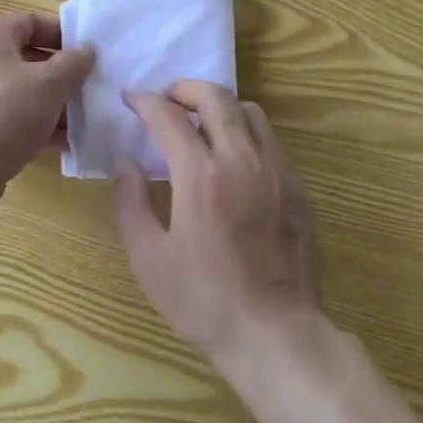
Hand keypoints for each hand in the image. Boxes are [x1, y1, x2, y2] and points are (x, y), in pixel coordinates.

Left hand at [0, 14, 94, 218]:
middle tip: (91, 85)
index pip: (30, 22)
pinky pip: (12, 121)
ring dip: (54, 104)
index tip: (89, 49)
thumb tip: (87, 50)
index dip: (61, 32)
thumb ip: (74, 63)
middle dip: (62, 73)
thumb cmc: (4, 114)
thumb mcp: (49, 84)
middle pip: (27, 59)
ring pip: (22, 93)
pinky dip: (37, 128)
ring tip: (85, 118)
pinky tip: (66, 144)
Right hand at [114, 81, 325, 373]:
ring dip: (220, 106)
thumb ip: (131, 204)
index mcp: (201, 175)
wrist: (276, 334)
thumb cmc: (205, 301)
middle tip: (167, 100)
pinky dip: (245, 130)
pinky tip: (234, 156)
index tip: (131, 99)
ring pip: (249, 110)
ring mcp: (275, 169)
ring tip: (202, 123)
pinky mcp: (296, 185)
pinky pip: (269, 138)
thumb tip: (126, 164)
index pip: (168, 117)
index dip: (146, 102)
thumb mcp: (149, 260)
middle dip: (185, 88)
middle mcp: (241, 159)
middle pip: (215, 97)